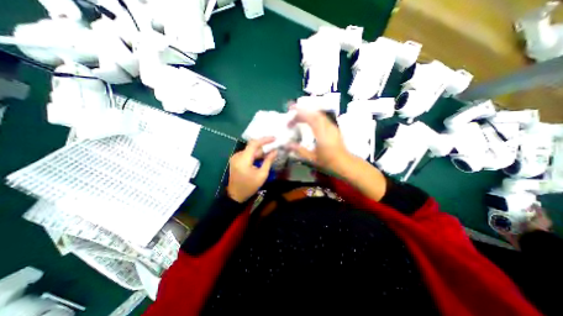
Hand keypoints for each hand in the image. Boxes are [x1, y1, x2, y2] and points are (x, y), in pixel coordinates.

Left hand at [225, 137, 276, 201]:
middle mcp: (237, 155)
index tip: (274, 139)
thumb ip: (268, 161)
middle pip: (252, 147)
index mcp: (243, 159)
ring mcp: (235, 157)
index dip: (265, 140)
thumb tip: (275, 151)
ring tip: (268, 156)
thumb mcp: (262, 174)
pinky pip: (247, 154)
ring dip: (259, 152)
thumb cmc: (250, 186)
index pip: (254, 144)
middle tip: (273, 149)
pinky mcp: (235, 160)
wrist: (236, 195)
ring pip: (250, 150)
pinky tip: (260, 160)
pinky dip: (254, 155)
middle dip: (263, 148)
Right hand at [287, 108, 349, 172]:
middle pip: (314, 113)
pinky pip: (323, 118)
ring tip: (299, 116)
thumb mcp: (311, 158)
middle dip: (302, 111)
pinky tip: (309, 121)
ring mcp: (332, 126)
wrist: (344, 163)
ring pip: (319, 114)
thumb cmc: (328, 162)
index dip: (300, 113)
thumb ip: (299, 150)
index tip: (290, 111)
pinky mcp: (334, 128)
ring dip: (308, 113)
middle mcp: (327, 127)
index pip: (310, 118)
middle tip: (292, 114)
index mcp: (322, 134)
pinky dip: (314, 116)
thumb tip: (287, 145)